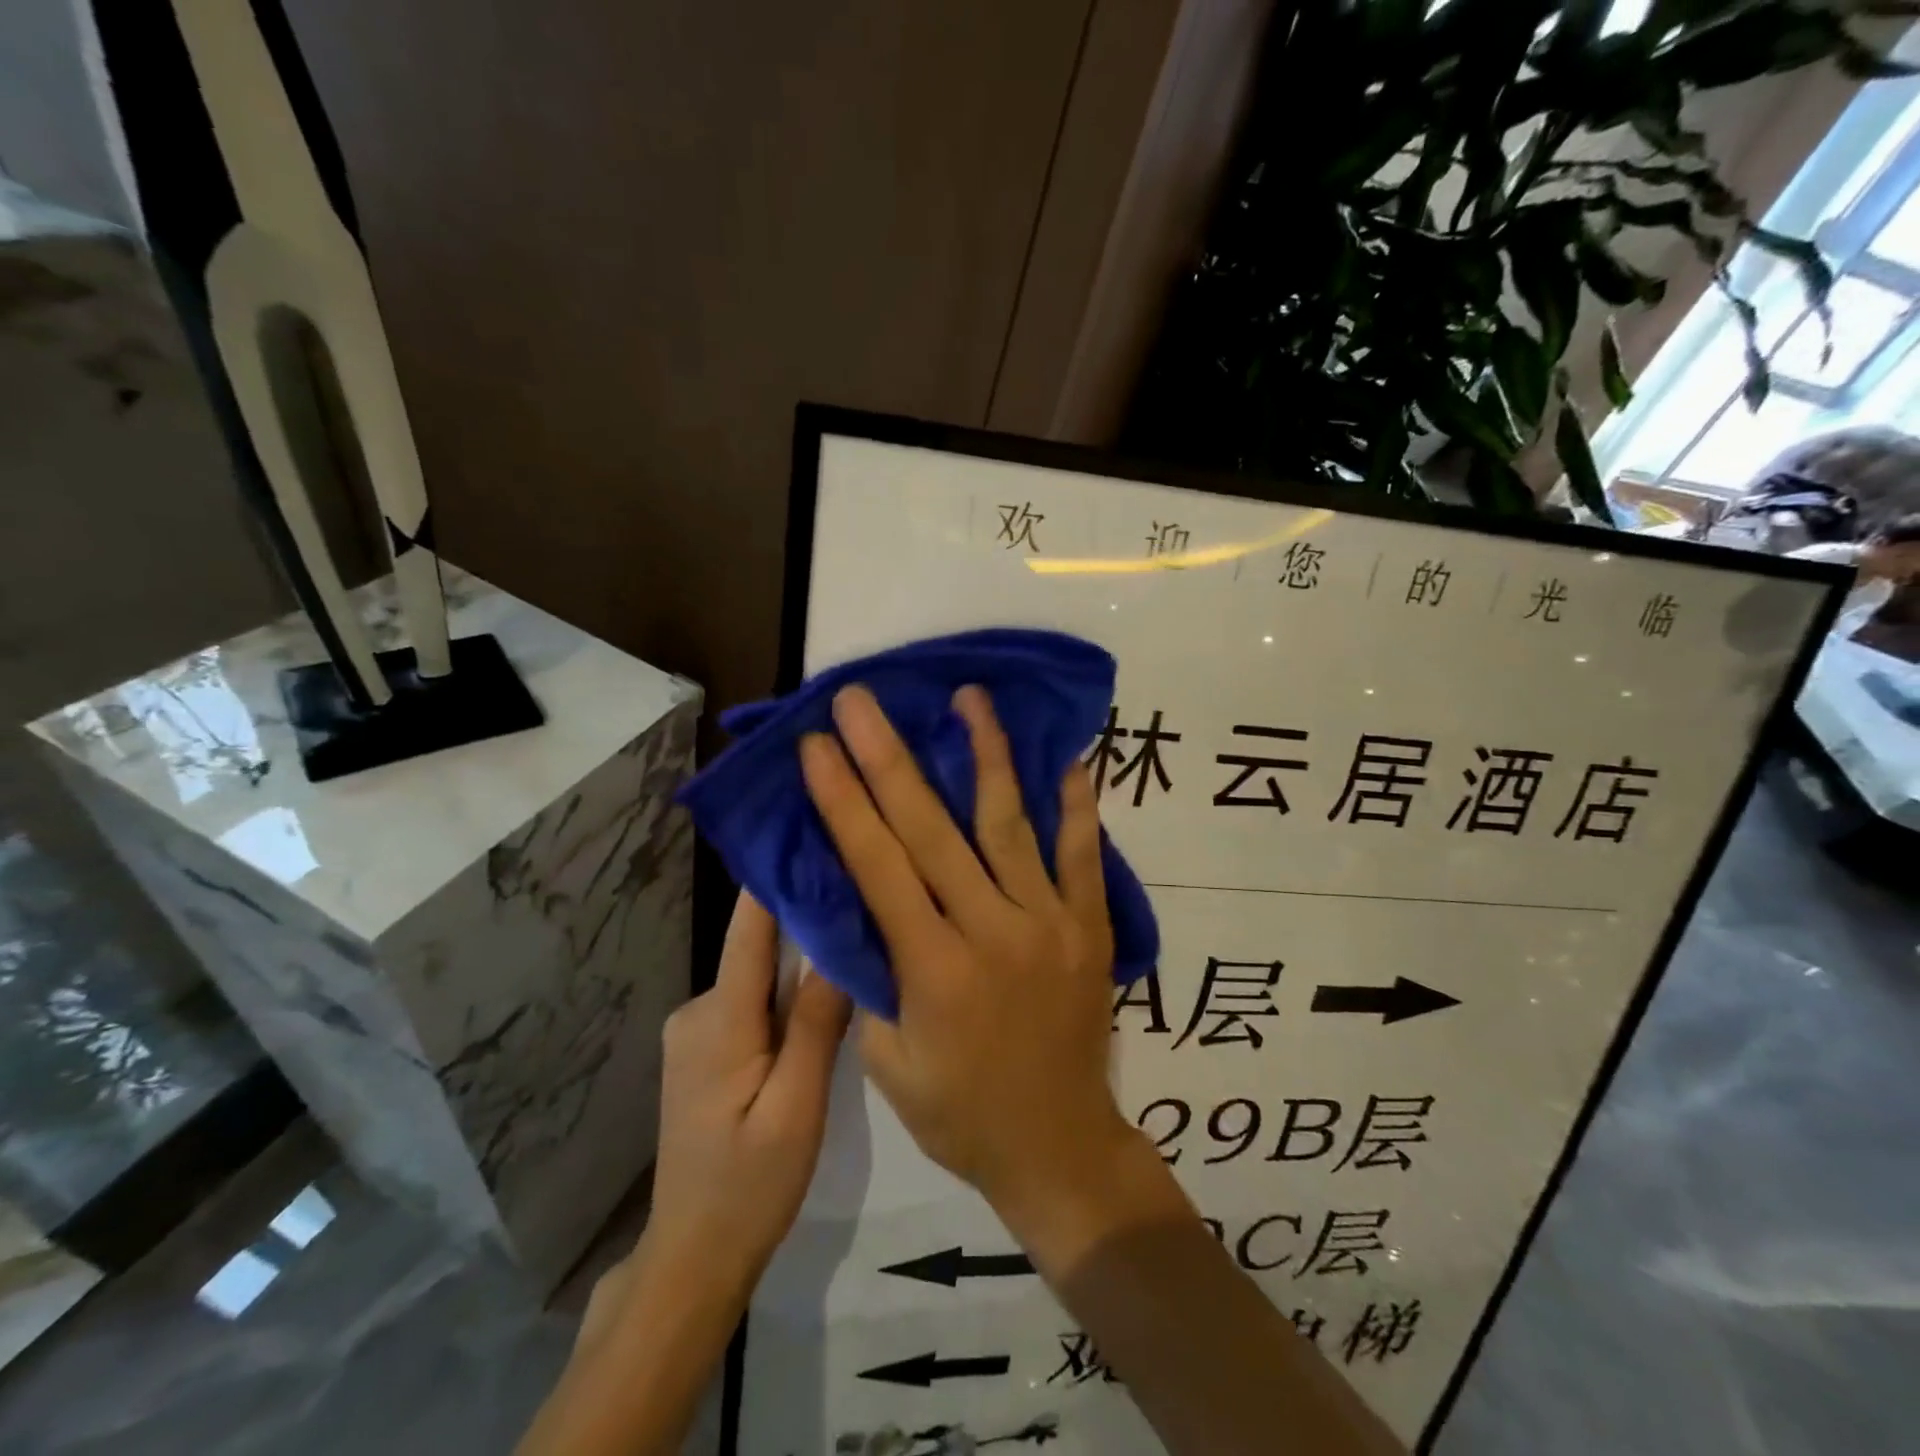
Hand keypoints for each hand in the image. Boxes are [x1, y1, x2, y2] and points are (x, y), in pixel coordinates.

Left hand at [631, 891, 849, 1310]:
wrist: (692, 1257)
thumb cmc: (748, 1187)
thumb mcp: (797, 1108)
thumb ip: (816, 1023)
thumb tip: (838, 941)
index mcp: (719, 1018)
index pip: (750, 925)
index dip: (780, 875)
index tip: (817, 831)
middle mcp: (698, 1008)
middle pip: (760, 947)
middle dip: (808, 923)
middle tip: (867, 898)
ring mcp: (697, 1028)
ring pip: (761, 976)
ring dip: (802, 964)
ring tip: (859, 946)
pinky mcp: (705, 1047)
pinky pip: (754, 1001)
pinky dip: (787, 995)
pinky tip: (824, 1002)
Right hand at [799, 684, 1163, 1244]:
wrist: (1058, 1146)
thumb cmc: (960, 1113)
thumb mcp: (887, 1062)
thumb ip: (870, 976)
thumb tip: (853, 903)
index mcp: (932, 967)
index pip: (877, 865)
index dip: (843, 800)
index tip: (817, 746)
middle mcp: (991, 929)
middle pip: (931, 829)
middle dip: (887, 758)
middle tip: (860, 700)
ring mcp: (1049, 921)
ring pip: (1009, 823)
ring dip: (985, 754)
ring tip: (968, 697)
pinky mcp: (1090, 925)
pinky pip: (1083, 853)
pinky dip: (1076, 804)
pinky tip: (1066, 756)